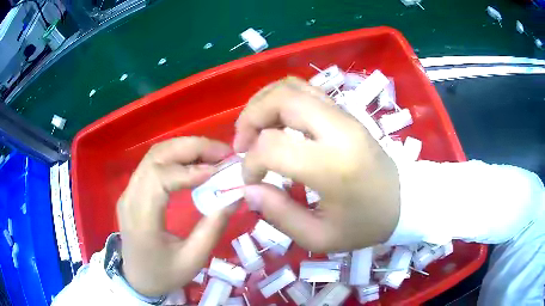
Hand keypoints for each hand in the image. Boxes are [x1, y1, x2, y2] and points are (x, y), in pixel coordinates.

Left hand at [117, 137, 232, 296]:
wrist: (137, 279)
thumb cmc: (163, 274)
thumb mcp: (193, 260)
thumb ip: (212, 229)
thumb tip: (233, 197)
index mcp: (141, 219)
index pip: (159, 178)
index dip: (189, 170)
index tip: (219, 171)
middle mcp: (130, 197)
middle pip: (156, 156)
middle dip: (191, 147)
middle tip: (222, 152)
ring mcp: (128, 191)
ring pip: (154, 155)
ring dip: (184, 148)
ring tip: (212, 153)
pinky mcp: (132, 190)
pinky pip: (153, 163)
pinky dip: (176, 156)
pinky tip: (194, 162)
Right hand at [234, 77, 400, 252]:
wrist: (403, 202)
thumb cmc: (365, 224)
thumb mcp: (320, 237)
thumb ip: (280, 215)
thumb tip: (249, 190)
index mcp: (333, 165)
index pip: (272, 146)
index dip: (250, 162)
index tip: (251, 181)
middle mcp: (338, 129)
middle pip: (280, 100)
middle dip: (250, 119)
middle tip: (241, 144)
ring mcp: (344, 115)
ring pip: (291, 87)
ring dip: (263, 104)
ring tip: (254, 130)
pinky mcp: (345, 112)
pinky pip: (306, 90)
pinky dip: (281, 99)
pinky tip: (276, 121)